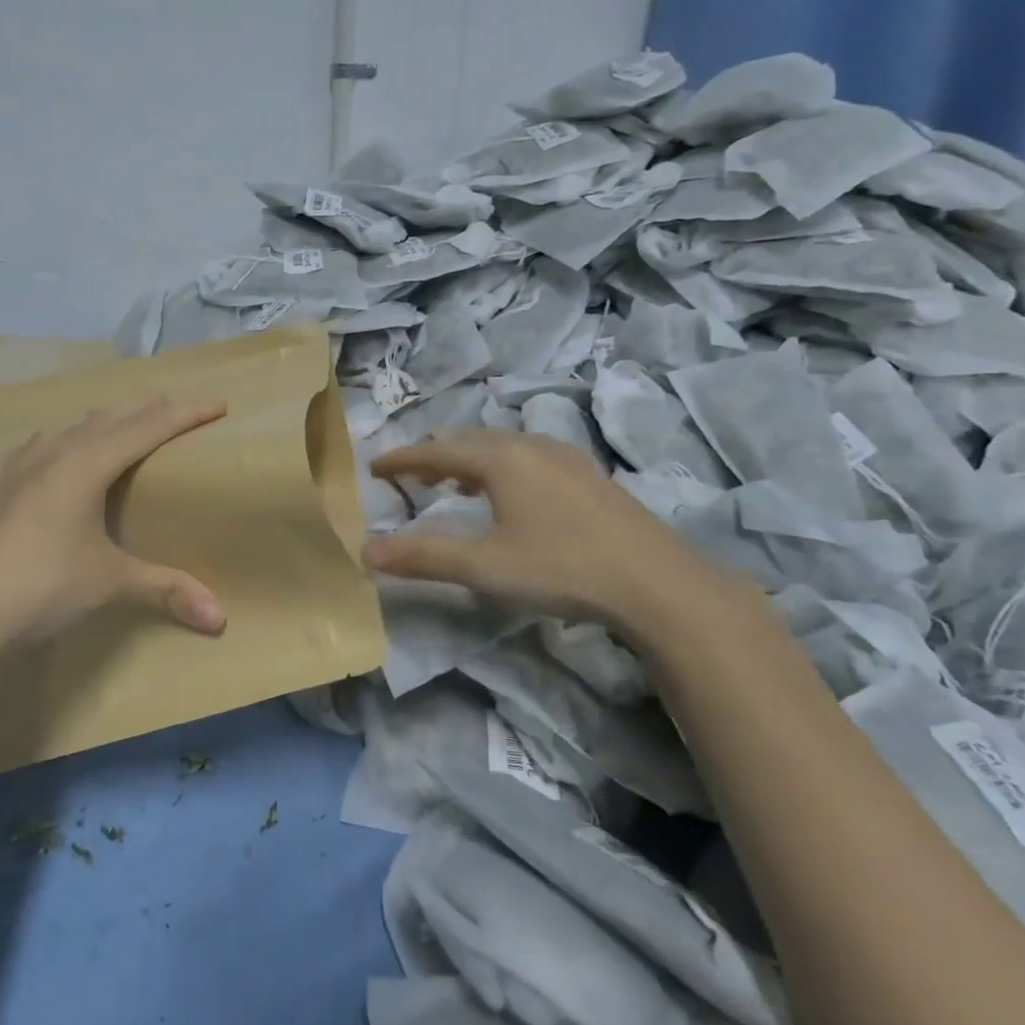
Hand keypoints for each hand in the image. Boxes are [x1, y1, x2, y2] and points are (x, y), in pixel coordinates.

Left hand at [0, 398, 228, 649]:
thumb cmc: (42, 588)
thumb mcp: (110, 584)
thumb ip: (167, 590)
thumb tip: (220, 620)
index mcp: (84, 465)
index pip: (146, 428)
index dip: (185, 413)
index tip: (218, 404)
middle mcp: (50, 455)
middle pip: (108, 419)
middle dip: (148, 410)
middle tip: (179, 411)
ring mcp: (15, 470)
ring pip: (67, 429)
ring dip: (101, 423)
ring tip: (120, 427)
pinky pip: (28, 452)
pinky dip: (51, 445)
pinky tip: (44, 455)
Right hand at [363, 430, 754, 637]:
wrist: (658, 582)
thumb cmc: (562, 568)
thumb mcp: (485, 567)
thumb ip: (423, 556)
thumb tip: (366, 553)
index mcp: (501, 459)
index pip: (436, 451)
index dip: (402, 459)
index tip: (373, 466)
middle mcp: (530, 445)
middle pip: (469, 442)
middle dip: (434, 457)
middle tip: (409, 476)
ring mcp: (565, 456)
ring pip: (502, 447)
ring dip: (470, 461)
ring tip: (453, 484)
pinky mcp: (588, 474)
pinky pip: (529, 457)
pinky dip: (501, 468)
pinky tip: (511, 494)